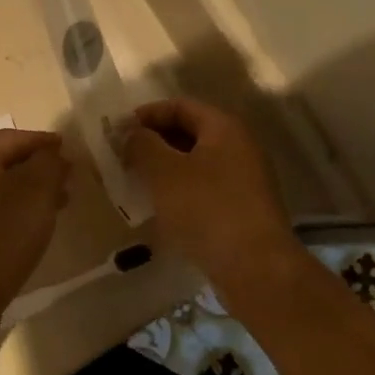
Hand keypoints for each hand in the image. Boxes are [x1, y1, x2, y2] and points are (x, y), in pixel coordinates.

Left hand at [0, 129, 68, 340]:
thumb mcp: (36, 199)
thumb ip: (48, 167)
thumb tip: (53, 153)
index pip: (13, 137)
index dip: (43, 141)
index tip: (69, 149)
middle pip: (1, 159)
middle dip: (36, 165)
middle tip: (67, 176)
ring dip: (26, 187)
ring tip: (59, 201)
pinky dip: (10, 205)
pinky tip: (31, 225)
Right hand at [122, 99, 295, 285]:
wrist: (255, 268)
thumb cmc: (206, 209)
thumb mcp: (164, 172)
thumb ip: (142, 145)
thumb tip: (131, 133)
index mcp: (224, 128)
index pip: (180, 106)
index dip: (147, 114)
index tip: (119, 131)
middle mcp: (240, 146)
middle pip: (190, 131)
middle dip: (155, 141)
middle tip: (124, 156)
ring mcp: (245, 179)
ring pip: (196, 161)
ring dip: (165, 166)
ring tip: (137, 180)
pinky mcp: (243, 208)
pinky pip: (205, 186)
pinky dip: (180, 188)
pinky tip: (161, 205)